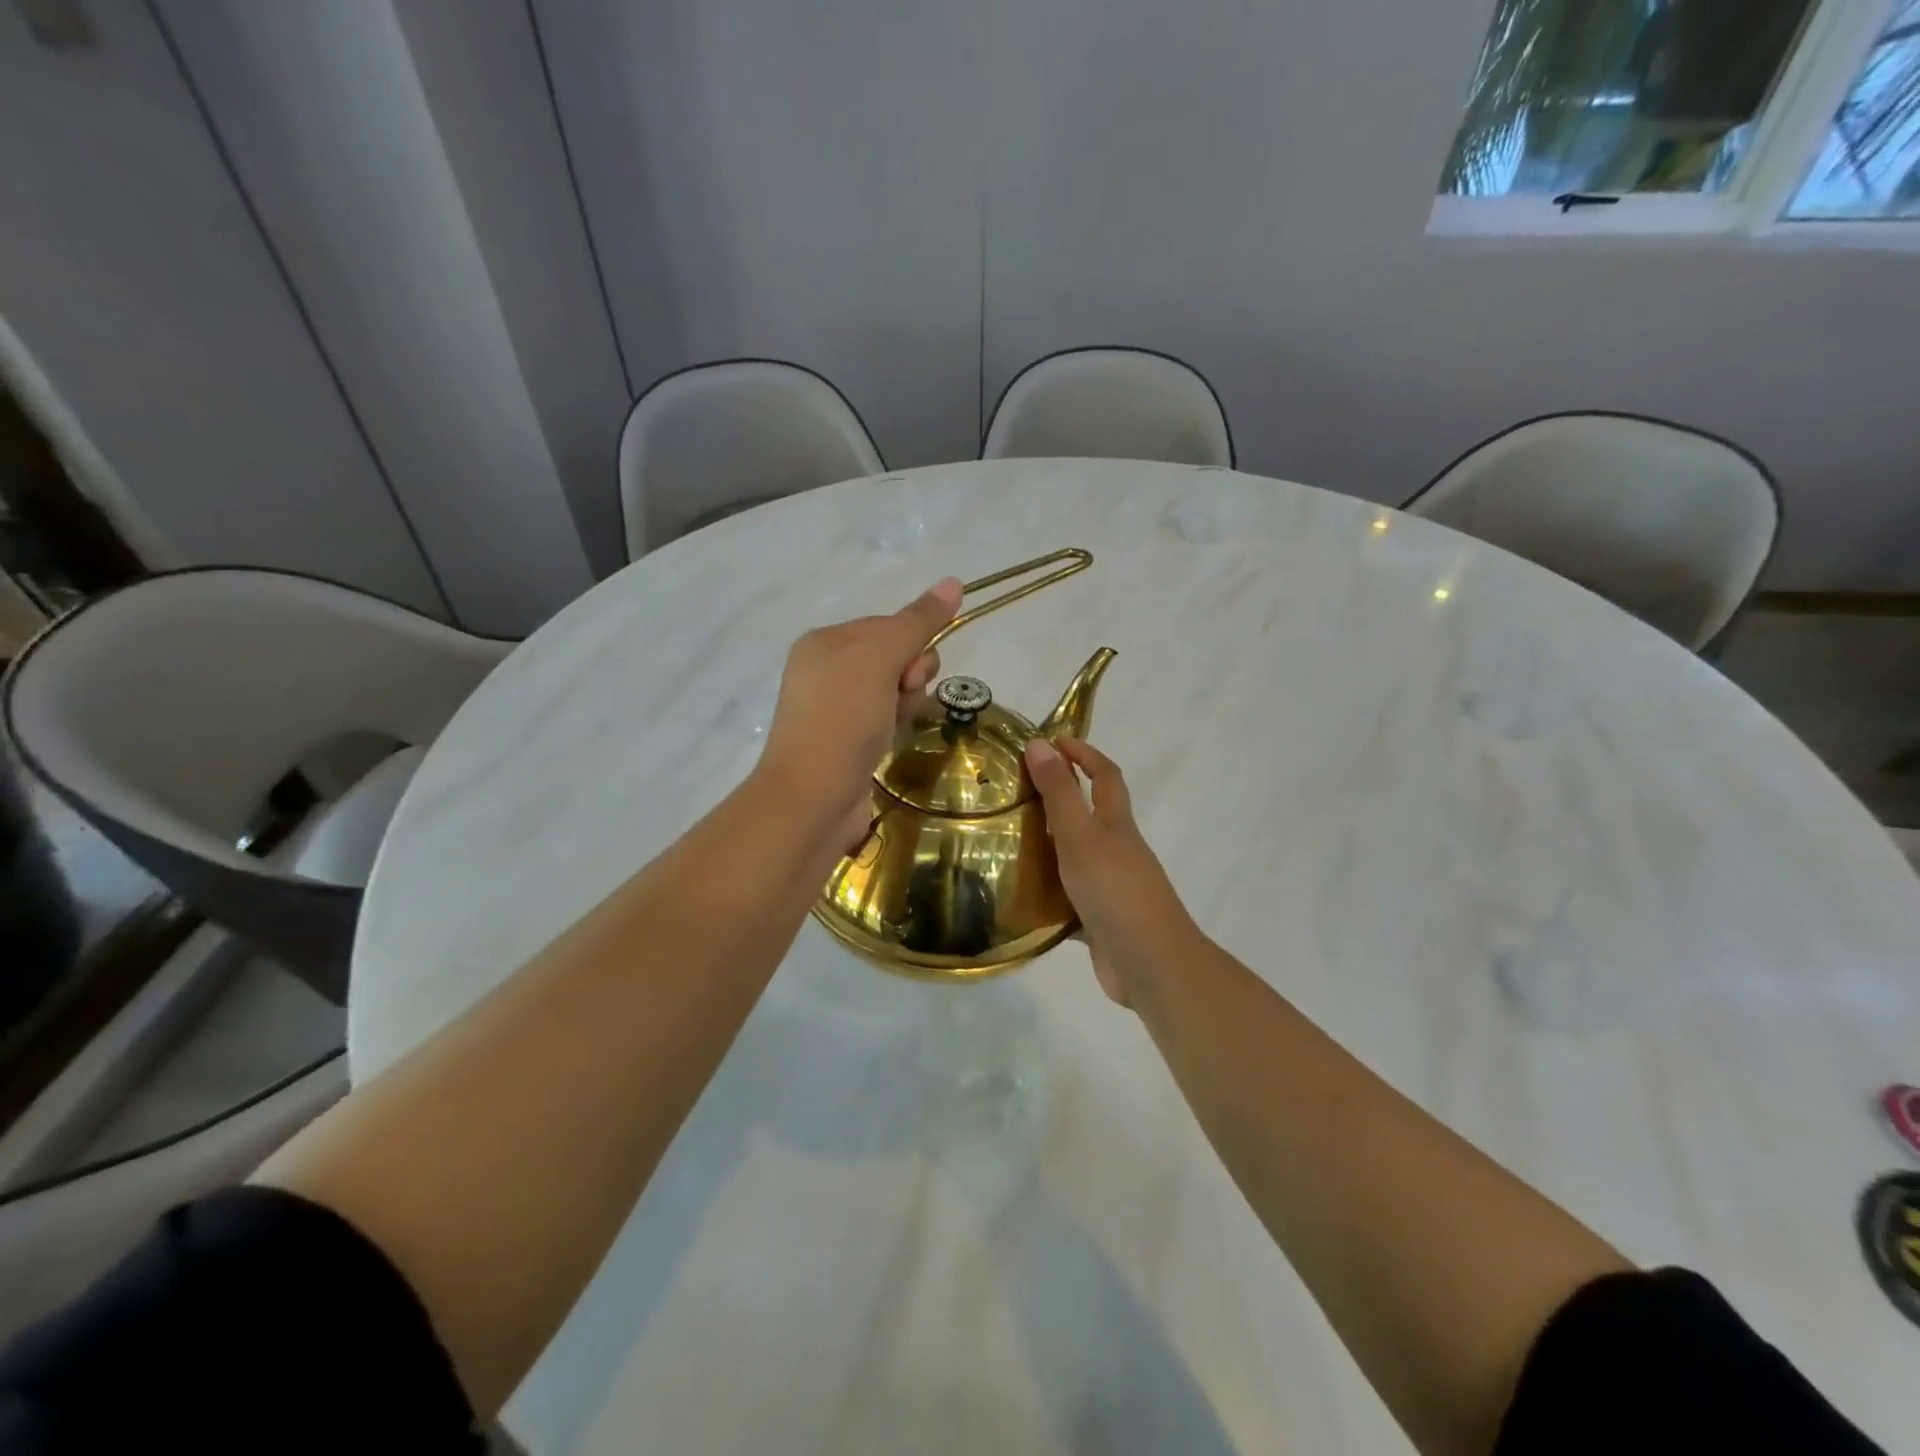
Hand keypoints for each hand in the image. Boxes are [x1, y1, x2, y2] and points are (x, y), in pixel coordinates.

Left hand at [758, 578, 962, 850]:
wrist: (813, 797)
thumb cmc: (843, 719)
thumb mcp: (880, 659)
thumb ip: (918, 622)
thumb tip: (954, 581)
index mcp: (824, 642)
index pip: (888, 625)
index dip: (911, 645)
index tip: (909, 673)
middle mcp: (825, 670)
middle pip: (894, 658)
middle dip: (909, 678)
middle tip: (901, 699)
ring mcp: (833, 709)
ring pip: (893, 692)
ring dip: (904, 706)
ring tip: (891, 729)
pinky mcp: (845, 742)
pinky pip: (884, 720)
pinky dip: (893, 728)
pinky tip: (887, 744)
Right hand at [1024, 737, 1200, 1004]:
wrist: (1149, 963)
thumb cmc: (1115, 891)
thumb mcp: (1081, 835)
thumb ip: (1060, 793)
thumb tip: (1041, 744)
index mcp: (1117, 825)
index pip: (1106, 776)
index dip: (1084, 754)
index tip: (1053, 742)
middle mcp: (1117, 851)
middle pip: (1092, 815)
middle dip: (1061, 798)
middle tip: (1017, 792)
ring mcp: (1111, 887)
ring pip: (1077, 857)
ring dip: (1050, 846)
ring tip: (1007, 841)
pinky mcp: (1101, 921)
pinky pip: (1069, 899)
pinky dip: (1048, 894)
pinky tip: (1019, 897)